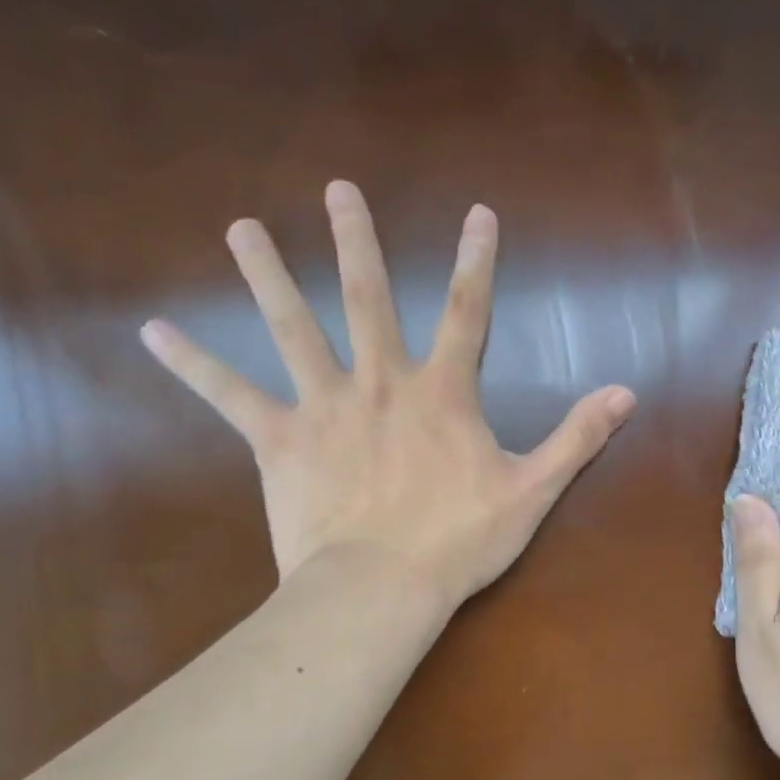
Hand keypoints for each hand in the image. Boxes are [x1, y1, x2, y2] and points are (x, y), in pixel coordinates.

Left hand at [140, 180, 636, 603]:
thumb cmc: (459, 540)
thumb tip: (626, 393)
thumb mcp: (532, 490)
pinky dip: (194, 364)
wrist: (380, 590)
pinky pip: (231, 396)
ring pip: (292, 329)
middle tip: (339, 189)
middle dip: (357, 242)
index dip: (478, 261)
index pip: (469, 312)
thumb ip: (578, 437)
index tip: (479, 213)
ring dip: (267, 275)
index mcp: (441, 393)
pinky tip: (154, 332)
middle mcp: (380, 382)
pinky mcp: (278, 441)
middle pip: (367, 299)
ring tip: (241, 228)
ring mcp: (324, 407)